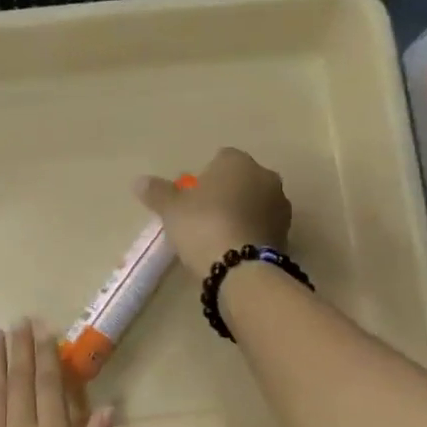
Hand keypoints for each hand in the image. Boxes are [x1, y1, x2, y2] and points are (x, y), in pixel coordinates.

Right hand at [134, 147, 291, 278]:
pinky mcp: (287, 234)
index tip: (190, 199)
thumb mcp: (171, 209)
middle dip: (225, 194)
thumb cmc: (202, 225)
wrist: (240, 268)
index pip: (220, 158)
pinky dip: (250, 233)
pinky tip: (234, 250)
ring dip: (240, 213)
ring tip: (218, 237)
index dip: (204, 178)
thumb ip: (157, 192)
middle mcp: (265, 176)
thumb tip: (139, 181)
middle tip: (202, 218)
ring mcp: (280, 206)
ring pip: (254, 203)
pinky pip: (262, 226)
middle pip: (240, 180)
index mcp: (238, 161)